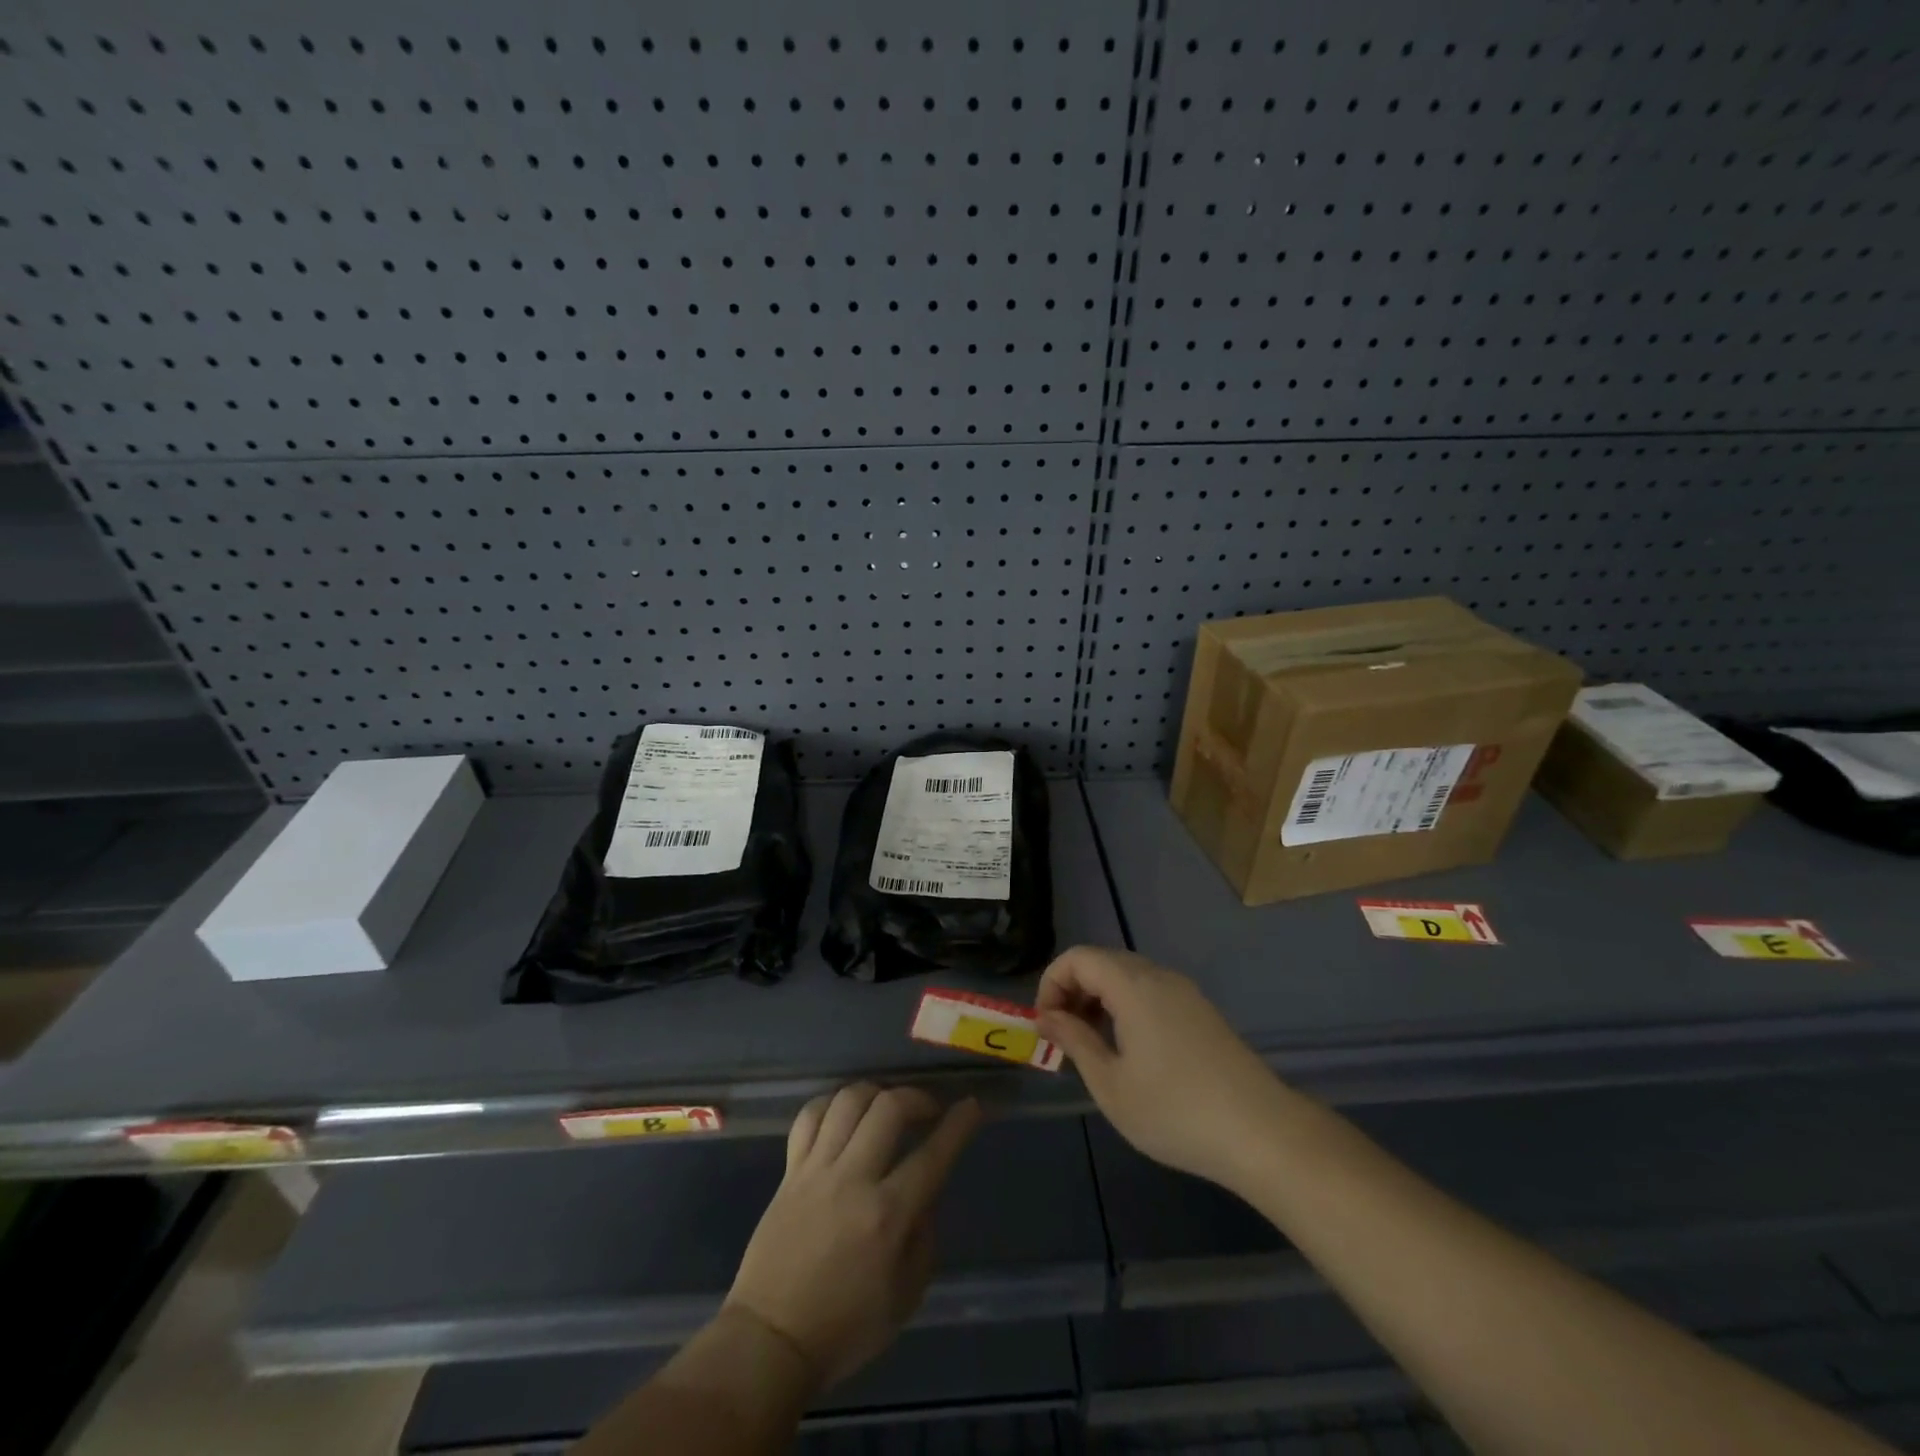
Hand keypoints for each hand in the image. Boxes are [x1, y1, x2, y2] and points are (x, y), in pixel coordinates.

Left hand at [724, 1083, 980, 1392]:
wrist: (770, 1341)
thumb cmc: (845, 1328)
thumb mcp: (905, 1297)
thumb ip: (923, 1237)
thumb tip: (925, 1194)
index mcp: (886, 1216)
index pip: (932, 1154)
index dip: (959, 1125)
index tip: (973, 1106)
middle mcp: (852, 1180)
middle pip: (889, 1108)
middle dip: (917, 1097)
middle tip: (928, 1110)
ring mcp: (816, 1170)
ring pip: (848, 1100)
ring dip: (876, 1093)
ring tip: (887, 1106)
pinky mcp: (789, 1171)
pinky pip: (809, 1116)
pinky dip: (831, 1103)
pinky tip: (845, 1113)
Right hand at [1036, 945, 1285, 1190]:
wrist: (1262, 1133)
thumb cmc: (1175, 1111)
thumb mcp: (1111, 1084)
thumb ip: (1074, 1041)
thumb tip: (1048, 1017)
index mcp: (1132, 985)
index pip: (1078, 957)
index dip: (1051, 983)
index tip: (1046, 1026)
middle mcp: (1159, 976)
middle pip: (1102, 962)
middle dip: (1073, 991)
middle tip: (1065, 1037)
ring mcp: (1185, 992)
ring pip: (1127, 976)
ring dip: (1099, 1000)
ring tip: (1094, 1047)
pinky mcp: (1201, 1011)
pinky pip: (1151, 992)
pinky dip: (1126, 1007)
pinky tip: (1131, 1051)